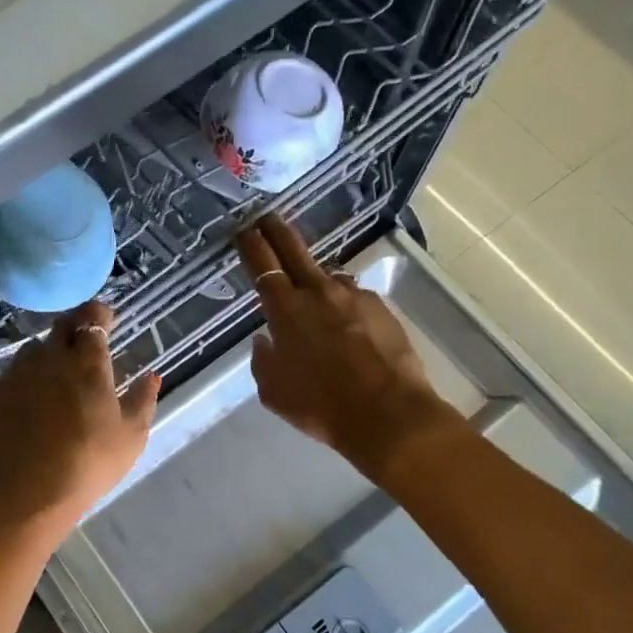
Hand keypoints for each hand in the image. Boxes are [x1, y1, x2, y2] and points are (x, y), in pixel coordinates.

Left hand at [0, 300, 159, 535]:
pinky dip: (13, 379)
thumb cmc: (89, 463)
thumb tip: (152, 375)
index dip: (100, 315)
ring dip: (44, 354)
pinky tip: (18, 395)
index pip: (93, 320)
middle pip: (60, 327)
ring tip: (50, 374)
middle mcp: (50, 357)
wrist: (28, 492)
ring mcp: (16, 373)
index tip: (106, 320)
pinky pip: (2, 375)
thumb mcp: (131, 436)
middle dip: (73, 327)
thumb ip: (143, 399)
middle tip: (81, 343)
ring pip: (31, 349)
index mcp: (87, 363)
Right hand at [237, 215, 462, 475]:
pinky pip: (355, 298)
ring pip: (328, 276)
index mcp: (285, 310)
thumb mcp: (274, 392)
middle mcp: (318, 292)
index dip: (251, 244)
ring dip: (317, 280)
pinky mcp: (381, 307)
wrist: (388, 414)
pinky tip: (349, 327)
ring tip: (316, 297)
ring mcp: (354, 296)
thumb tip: (265, 339)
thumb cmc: (321, 406)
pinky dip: (345, 305)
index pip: (262, 265)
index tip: (244, 230)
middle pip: (294, 250)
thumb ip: (263, 360)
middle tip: (268, 218)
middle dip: (277, 230)